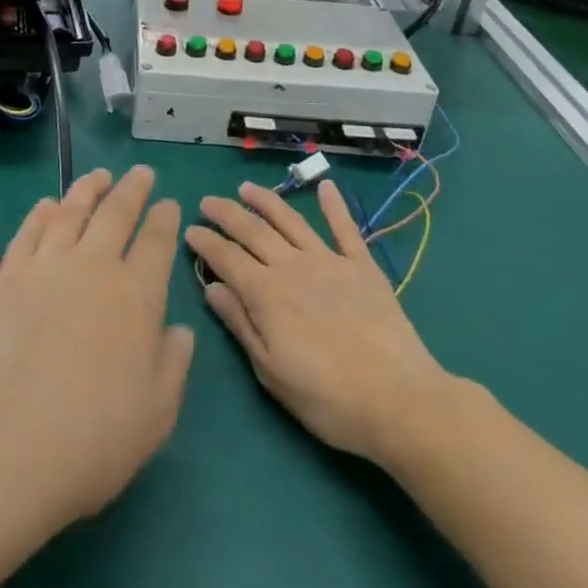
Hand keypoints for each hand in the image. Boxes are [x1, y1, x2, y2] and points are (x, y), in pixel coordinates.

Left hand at [0, 167, 194, 535]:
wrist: (3, 450)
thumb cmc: (92, 441)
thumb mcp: (156, 415)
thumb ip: (173, 365)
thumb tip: (179, 330)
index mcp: (137, 295)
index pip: (156, 241)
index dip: (165, 218)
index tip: (169, 203)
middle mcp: (93, 267)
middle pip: (116, 213)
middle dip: (132, 189)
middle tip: (140, 173)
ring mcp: (45, 267)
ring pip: (71, 212)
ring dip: (88, 189)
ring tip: (98, 176)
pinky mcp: (5, 278)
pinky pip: (29, 231)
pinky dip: (42, 212)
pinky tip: (48, 205)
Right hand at [187, 181, 447, 468]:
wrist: (399, 401)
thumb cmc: (327, 398)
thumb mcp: (270, 371)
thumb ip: (241, 324)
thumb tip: (213, 288)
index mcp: (266, 294)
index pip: (227, 258)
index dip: (206, 242)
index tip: (189, 230)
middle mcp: (293, 267)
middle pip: (253, 230)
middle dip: (227, 213)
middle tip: (208, 201)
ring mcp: (330, 262)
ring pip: (291, 221)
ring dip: (266, 201)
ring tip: (246, 188)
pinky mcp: (363, 267)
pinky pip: (345, 229)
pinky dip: (334, 206)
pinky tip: (326, 187)